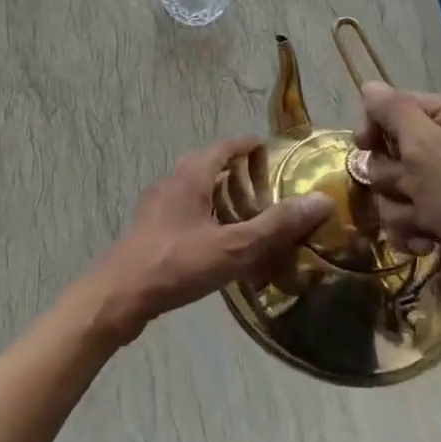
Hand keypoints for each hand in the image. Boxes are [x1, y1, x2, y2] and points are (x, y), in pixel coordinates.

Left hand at [89, 137, 332, 342]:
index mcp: (190, 177)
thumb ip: (275, 225)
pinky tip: (216, 243)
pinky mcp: (149, 231)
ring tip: (244, 214)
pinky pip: (183, 212)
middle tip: (261, 184)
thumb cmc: (177, 263)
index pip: (223, 148)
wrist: (119, 295)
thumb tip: (321, 201)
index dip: (246, 146)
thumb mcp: (233, 246)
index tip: (268, 149)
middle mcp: (171, 183)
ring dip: (217, 195)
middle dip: (233, 171)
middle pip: (206, 166)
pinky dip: (204, 216)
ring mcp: (156, 207)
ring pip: (193, 191)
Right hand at [356, 84, 440, 343]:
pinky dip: (408, 231)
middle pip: (388, 149)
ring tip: (426, 224)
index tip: (364, 144)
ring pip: (390, 187)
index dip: (375, 126)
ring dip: (399, 208)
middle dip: (391, 175)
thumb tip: (368, 85)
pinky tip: (426, 245)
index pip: (394, 105)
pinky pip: (402, 217)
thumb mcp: (429, 148)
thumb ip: (393, 112)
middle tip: (412, 189)